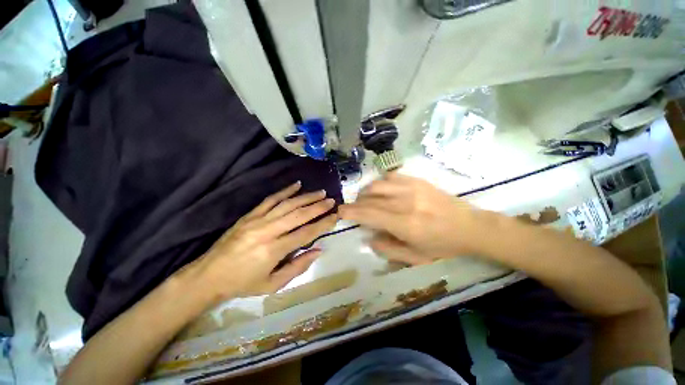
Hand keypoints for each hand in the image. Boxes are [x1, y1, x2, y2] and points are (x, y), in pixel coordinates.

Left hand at [188, 181, 337, 301]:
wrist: (208, 276)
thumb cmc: (243, 283)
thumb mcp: (272, 284)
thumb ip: (298, 267)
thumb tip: (318, 250)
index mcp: (274, 250)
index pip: (306, 233)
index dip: (323, 224)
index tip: (335, 216)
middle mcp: (268, 231)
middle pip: (298, 215)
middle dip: (318, 206)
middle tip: (331, 200)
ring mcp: (257, 220)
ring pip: (287, 204)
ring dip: (306, 197)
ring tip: (320, 193)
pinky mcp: (249, 215)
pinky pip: (270, 199)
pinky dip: (285, 191)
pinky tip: (297, 185)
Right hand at [339, 173, 490, 264]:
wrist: (470, 227)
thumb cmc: (443, 246)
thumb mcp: (415, 258)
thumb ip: (388, 249)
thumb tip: (369, 237)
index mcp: (405, 224)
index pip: (369, 214)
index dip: (351, 212)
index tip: (340, 211)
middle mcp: (405, 202)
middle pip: (371, 198)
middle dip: (356, 203)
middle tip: (352, 208)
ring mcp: (412, 188)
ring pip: (378, 184)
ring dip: (366, 192)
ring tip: (365, 199)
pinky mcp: (418, 180)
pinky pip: (391, 176)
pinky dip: (381, 183)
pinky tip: (381, 190)